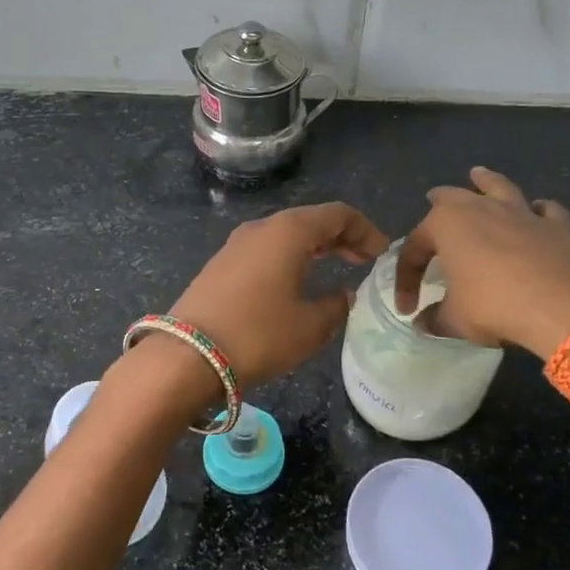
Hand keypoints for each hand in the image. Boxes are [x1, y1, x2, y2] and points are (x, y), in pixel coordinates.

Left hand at [169, 202, 388, 387]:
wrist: (187, 355)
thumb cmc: (258, 335)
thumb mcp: (310, 326)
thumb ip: (336, 306)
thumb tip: (344, 295)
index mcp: (289, 231)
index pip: (338, 214)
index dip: (365, 230)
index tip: (382, 253)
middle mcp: (262, 227)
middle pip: (311, 220)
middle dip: (342, 237)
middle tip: (365, 259)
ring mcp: (237, 244)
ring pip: (286, 234)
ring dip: (315, 247)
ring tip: (337, 267)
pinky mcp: (221, 264)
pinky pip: (266, 249)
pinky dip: (290, 257)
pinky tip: (297, 280)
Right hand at [396, 167, 569, 358]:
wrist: (559, 305)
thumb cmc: (493, 306)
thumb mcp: (455, 320)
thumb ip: (435, 319)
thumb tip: (423, 323)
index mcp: (445, 225)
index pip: (414, 249)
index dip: (406, 279)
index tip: (407, 307)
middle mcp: (479, 208)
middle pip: (452, 197)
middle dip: (439, 199)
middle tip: (432, 198)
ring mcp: (520, 213)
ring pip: (498, 187)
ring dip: (487, 181)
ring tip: (480, 174)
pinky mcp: (555, 225)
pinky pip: (545, 210)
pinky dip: (539, 210)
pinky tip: (538, 213)